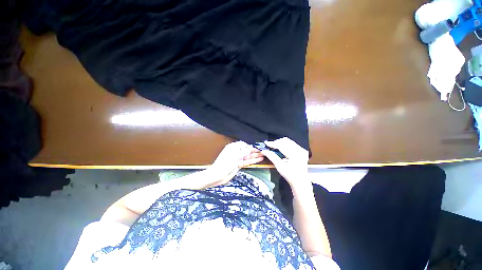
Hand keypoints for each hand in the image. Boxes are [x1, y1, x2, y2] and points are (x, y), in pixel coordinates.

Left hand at [207, 141, 263, 186]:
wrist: (217, 175)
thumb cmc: (224, 164)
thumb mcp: (235, 156)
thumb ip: (244, 151)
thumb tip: (251, 147)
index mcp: (233, 147)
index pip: (243, 144)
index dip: (250, 146)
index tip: (257, 147)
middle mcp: (235, 152)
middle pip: (246, 150)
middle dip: (254, 151)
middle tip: (262, 151)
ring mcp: (237, 159)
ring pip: (248, 156)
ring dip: (255, 156)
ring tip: (263, 155)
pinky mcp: (239, 165)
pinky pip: (247, 162)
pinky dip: (253, 161)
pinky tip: (259, 160)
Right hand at [261, 137, 308, 185]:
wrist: (300, 181)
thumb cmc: (291, 175)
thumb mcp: (279, 166)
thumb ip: (272, 157)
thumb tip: (264, 151)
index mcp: (295, 155)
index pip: (282, 145)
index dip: (273, 143)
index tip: (266, 143)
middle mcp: (299, 150)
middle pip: (285, 140)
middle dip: (276, 142)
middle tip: (270, 147)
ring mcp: (301, 150)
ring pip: (288, 141)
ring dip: (280, 143)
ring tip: (275, 148)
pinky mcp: (301, 150)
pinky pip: (291, 143)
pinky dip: (285, 145)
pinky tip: (281, 150)